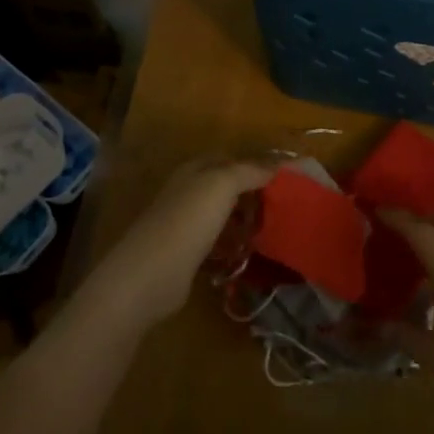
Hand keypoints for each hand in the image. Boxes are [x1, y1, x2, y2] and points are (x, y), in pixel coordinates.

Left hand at [87, 158, 276, 329]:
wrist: (151, 274)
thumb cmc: (188, 221)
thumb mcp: (222, 185)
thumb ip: (249, 171)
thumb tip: (276, 166)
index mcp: (194, 171)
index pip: (229, 158)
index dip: (254, 165)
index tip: (282, 179)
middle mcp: (187, 192)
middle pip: (225, 187)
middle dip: (252, 194)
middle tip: (281, 207)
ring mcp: (184, 224)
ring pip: (221, 215)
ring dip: (244, 220)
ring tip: (270, 230)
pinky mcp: (185, 253)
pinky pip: (216, 241)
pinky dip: (232, 244)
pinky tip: (248, 253)